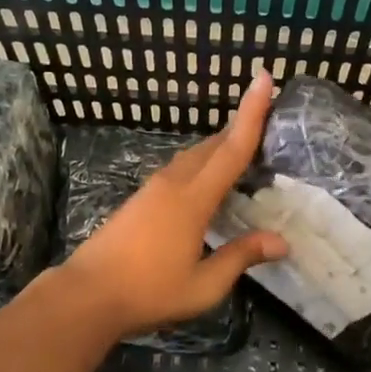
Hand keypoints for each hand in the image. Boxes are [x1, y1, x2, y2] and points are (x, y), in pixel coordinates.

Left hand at [60, 68, 288, 338]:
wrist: (88, 293)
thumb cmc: (149, 291)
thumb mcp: (204, 285)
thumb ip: (241, 257)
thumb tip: (282, 242)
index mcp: (193, 199)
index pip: (231, 149)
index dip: (251, 114)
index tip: (264, 78)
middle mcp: (174, 183)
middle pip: (213, 145)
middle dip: (239, 128)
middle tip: (267, 120)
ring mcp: (153, 188)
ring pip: (194, 155)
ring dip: (219, 147)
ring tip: (243, 148)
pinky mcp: (141, 198)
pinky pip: (181, 168)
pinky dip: (202, 163)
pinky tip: (208, 181)